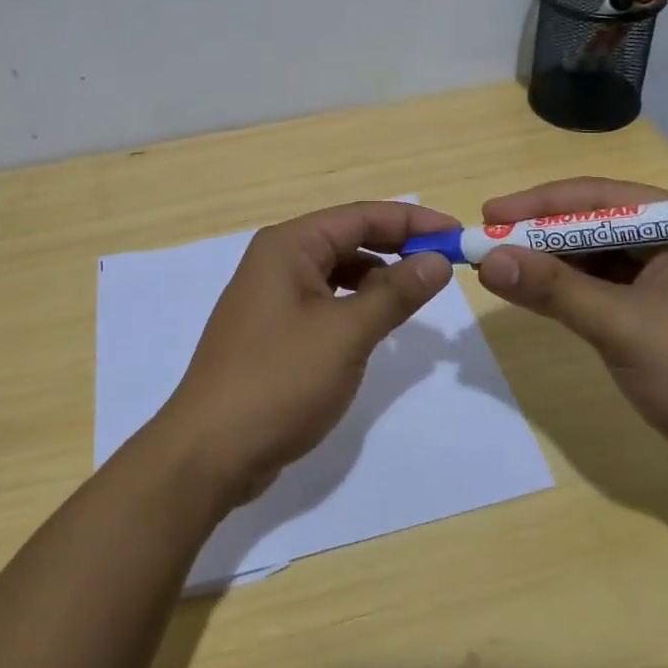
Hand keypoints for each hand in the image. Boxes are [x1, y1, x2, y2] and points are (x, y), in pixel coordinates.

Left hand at [151, 201, 457, 507]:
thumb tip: (438, 260)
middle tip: (446, 265)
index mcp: (288, 246)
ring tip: (418, 295)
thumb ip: (395, 293)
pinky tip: (378, 324)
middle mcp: (276, 261)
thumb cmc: (280, 380)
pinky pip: (325, 302)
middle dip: (397, 247)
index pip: (361, 216)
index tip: (457, 235)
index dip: (412, 221)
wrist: (209, 452)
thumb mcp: (346, 333)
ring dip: (378, 278)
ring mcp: (271, 297)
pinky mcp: (273, 331)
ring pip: (337, 272)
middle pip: (348, 239)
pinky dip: (356, 305)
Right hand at [475, 177, 667, 485]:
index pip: (601, 198)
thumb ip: (555, 290)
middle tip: (487, 242)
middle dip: (540, 233)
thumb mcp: (624, 328)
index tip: (489, 215)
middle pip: (594, 224)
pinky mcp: (658, 311)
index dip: (540, 203)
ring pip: (594, 257)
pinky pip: (602, 287)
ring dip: (548, 263)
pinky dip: (566, 291)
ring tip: (497, 267)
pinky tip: (530, 293)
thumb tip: (488, 261)